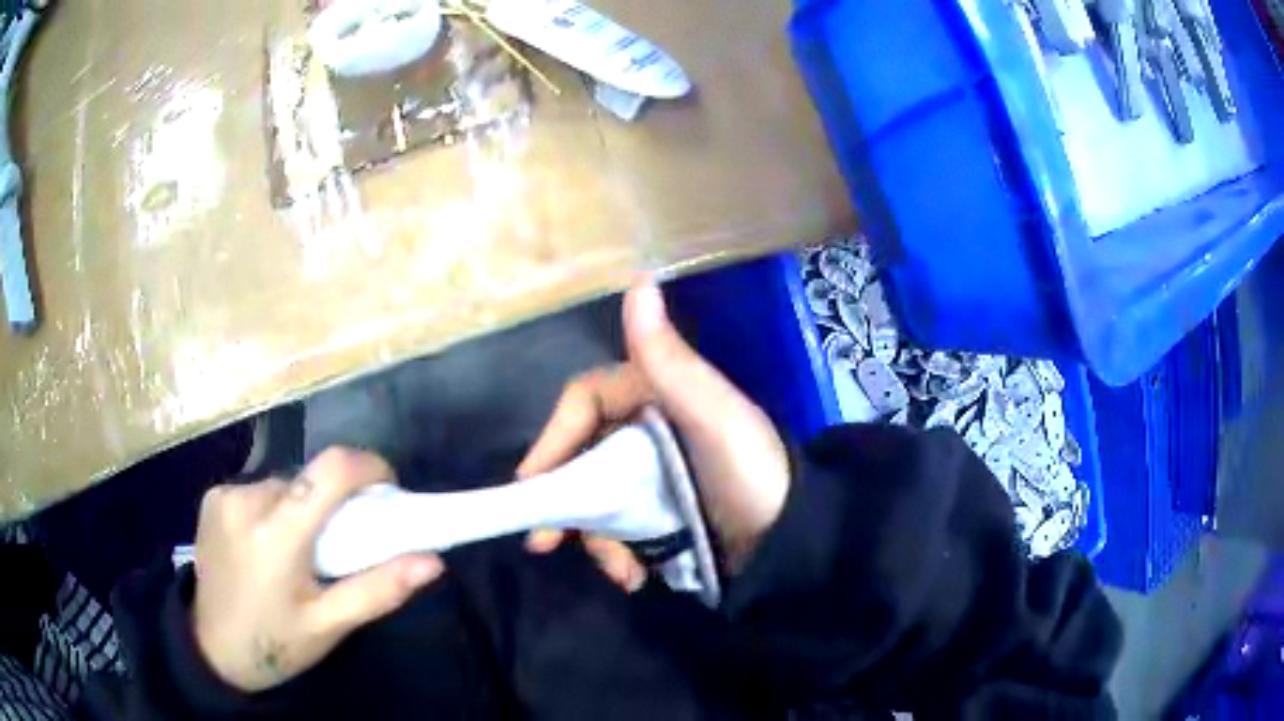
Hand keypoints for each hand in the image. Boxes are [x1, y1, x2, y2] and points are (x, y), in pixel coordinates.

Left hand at [192, 449, 443, 691]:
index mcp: (277, 534)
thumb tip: (433, 560)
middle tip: (339, 547)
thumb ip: (379, 589)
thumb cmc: (277, 643)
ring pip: (284, 484)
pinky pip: (259, 490)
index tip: (387, 491)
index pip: (331, 470)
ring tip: (301, 553)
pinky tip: (267, 546)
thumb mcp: (331, 625)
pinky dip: (275, 509)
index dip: (368, 467)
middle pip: (308, 479)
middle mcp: (247, 500)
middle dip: (333, 503)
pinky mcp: (212, 496)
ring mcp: (224, 495)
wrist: (214, 648)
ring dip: (301, 507)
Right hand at [518, 280, 790, 581]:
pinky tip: (634, 577)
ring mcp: (649, 472)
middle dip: (564, 501)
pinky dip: (617, 552)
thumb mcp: (711, 416)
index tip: (533, 484)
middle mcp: (644, 427)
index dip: (553, 439)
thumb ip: (669, 359)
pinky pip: (618, 525)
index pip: (582, 402)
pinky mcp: (657, 510)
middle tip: (545, 544)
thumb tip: (639, 279)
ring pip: (595, 497)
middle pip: (581, 456)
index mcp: (653, 393)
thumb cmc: (751, 470)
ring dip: (596, 538)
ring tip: (619, 573)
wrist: (793, 536)